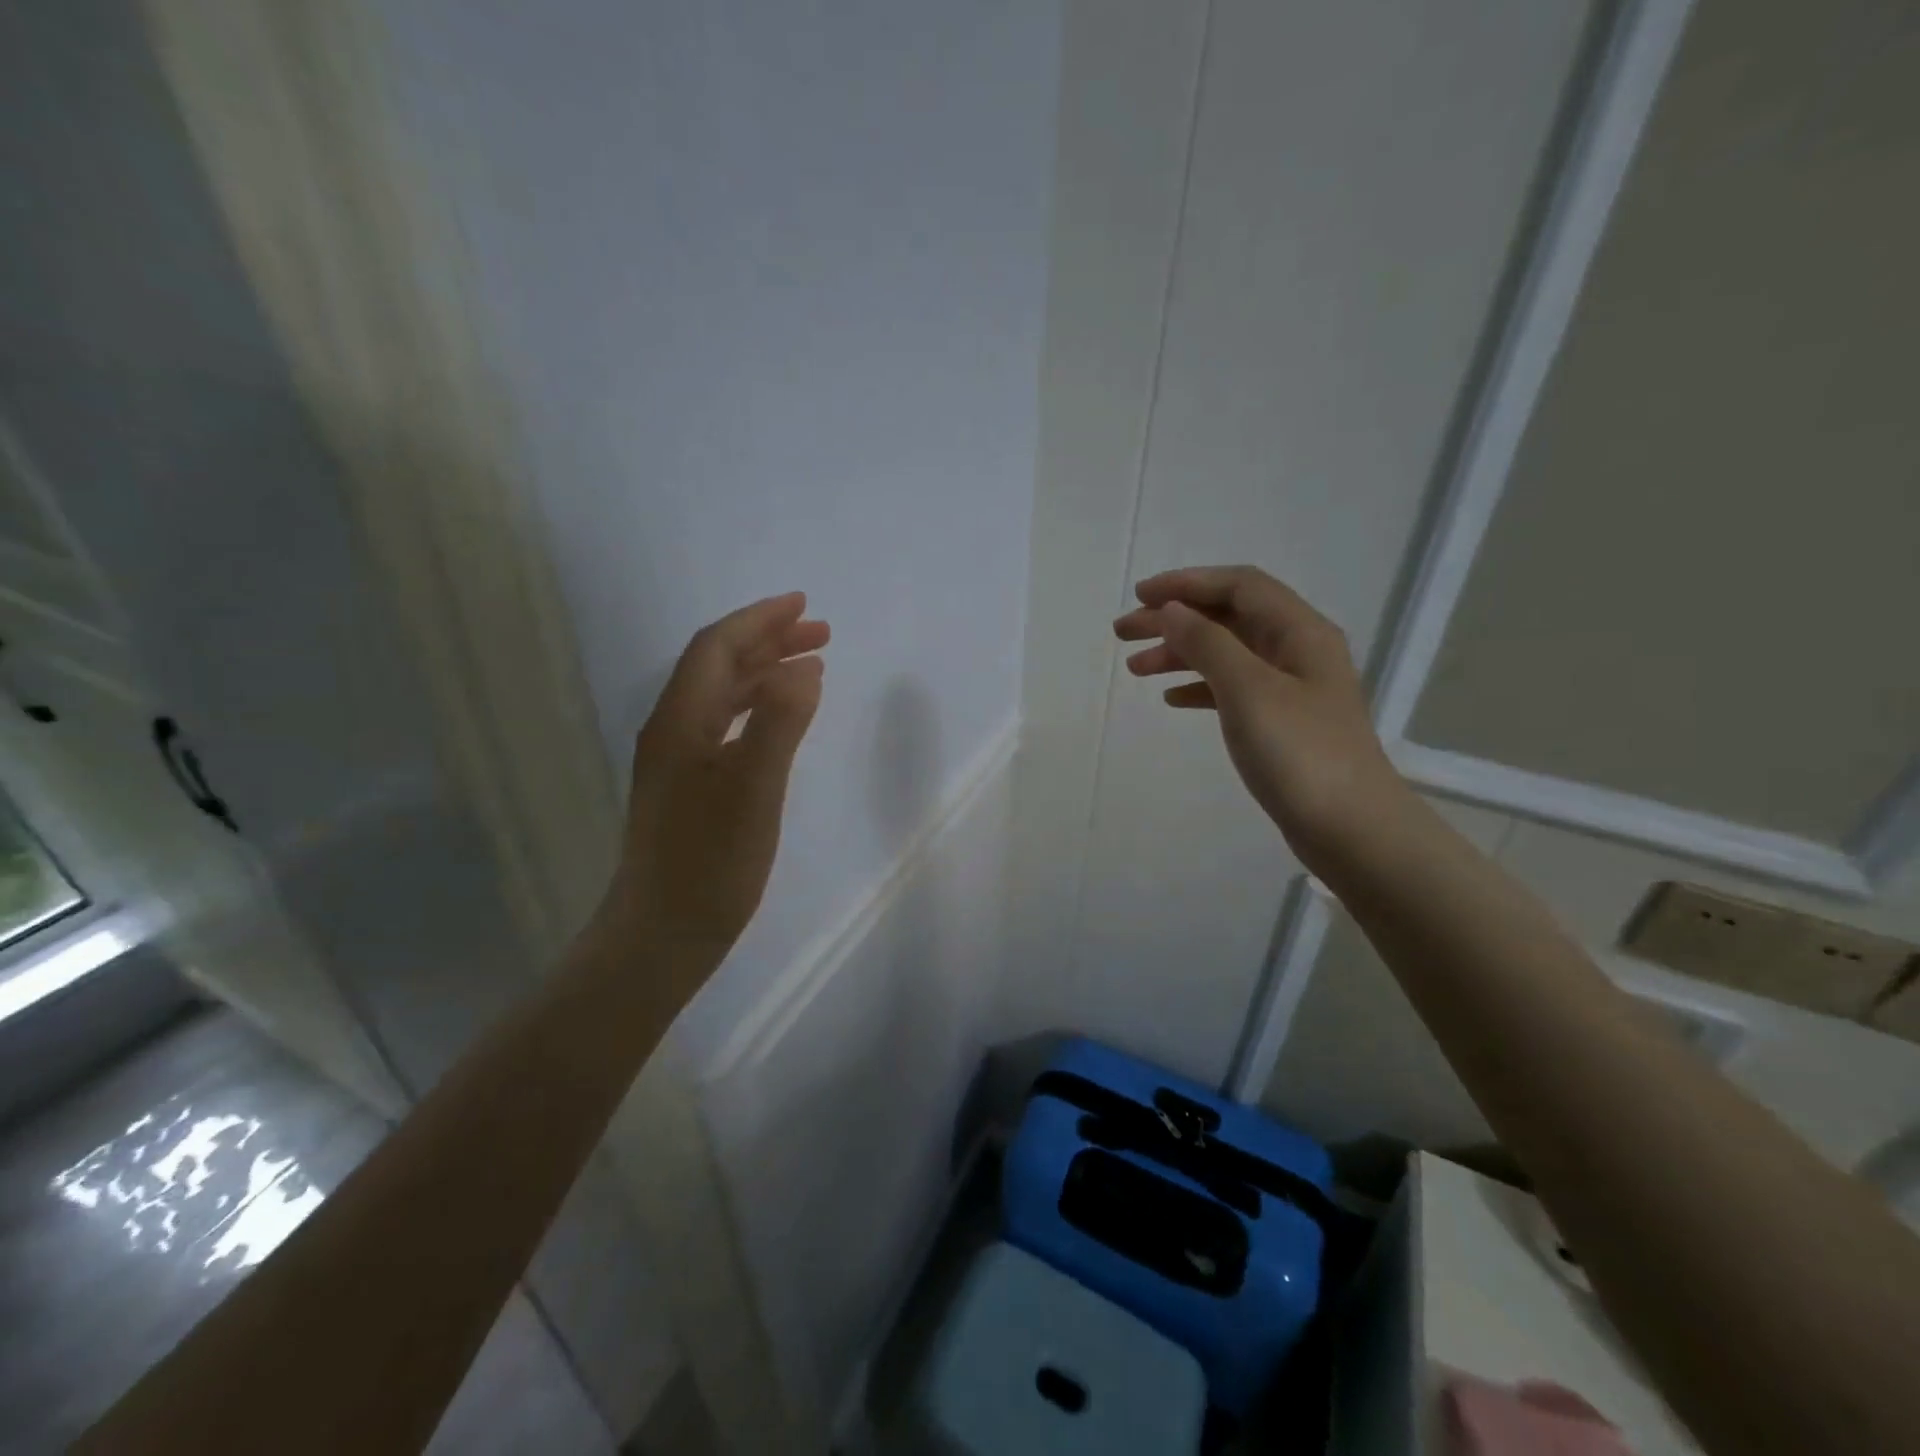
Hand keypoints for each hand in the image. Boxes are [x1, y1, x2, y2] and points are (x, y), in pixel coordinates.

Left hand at [597, 593, 828, 982]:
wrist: (662, 935)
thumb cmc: (709, 863)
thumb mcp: (753, 790)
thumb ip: (780, 723)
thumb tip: (805, 666)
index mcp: (681, 721)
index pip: (717, 649)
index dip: (759, 621)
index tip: (803, 606)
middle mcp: (673, 730)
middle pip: (718, 666)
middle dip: (768, 640)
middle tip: (820, 632)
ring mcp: (678, 760)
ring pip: (723, 696)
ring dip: (766, 672)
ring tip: (811, 665)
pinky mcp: (690, 787)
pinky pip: (727, 725)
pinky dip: (759, 708)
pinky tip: (781, 719)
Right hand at [1113, 565, 1407, 863]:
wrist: (1350, 829)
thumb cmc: (1299, 752)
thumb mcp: (1247, 689)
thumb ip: (1207, 643)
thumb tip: (1172, 610)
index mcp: (1299, 631)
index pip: (1238, 586)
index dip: (1187, 583)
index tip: (1139, 597)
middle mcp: (1297, 650)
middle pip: (1228, 617)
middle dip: (1175, 619)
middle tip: (1123, 633)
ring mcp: (1291, 688)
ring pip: (1226, 654)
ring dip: (1180, 654)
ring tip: (1135, 669)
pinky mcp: (1281, 722)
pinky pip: (1232, 689)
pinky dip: (1199, 687)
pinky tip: (1171, 699)